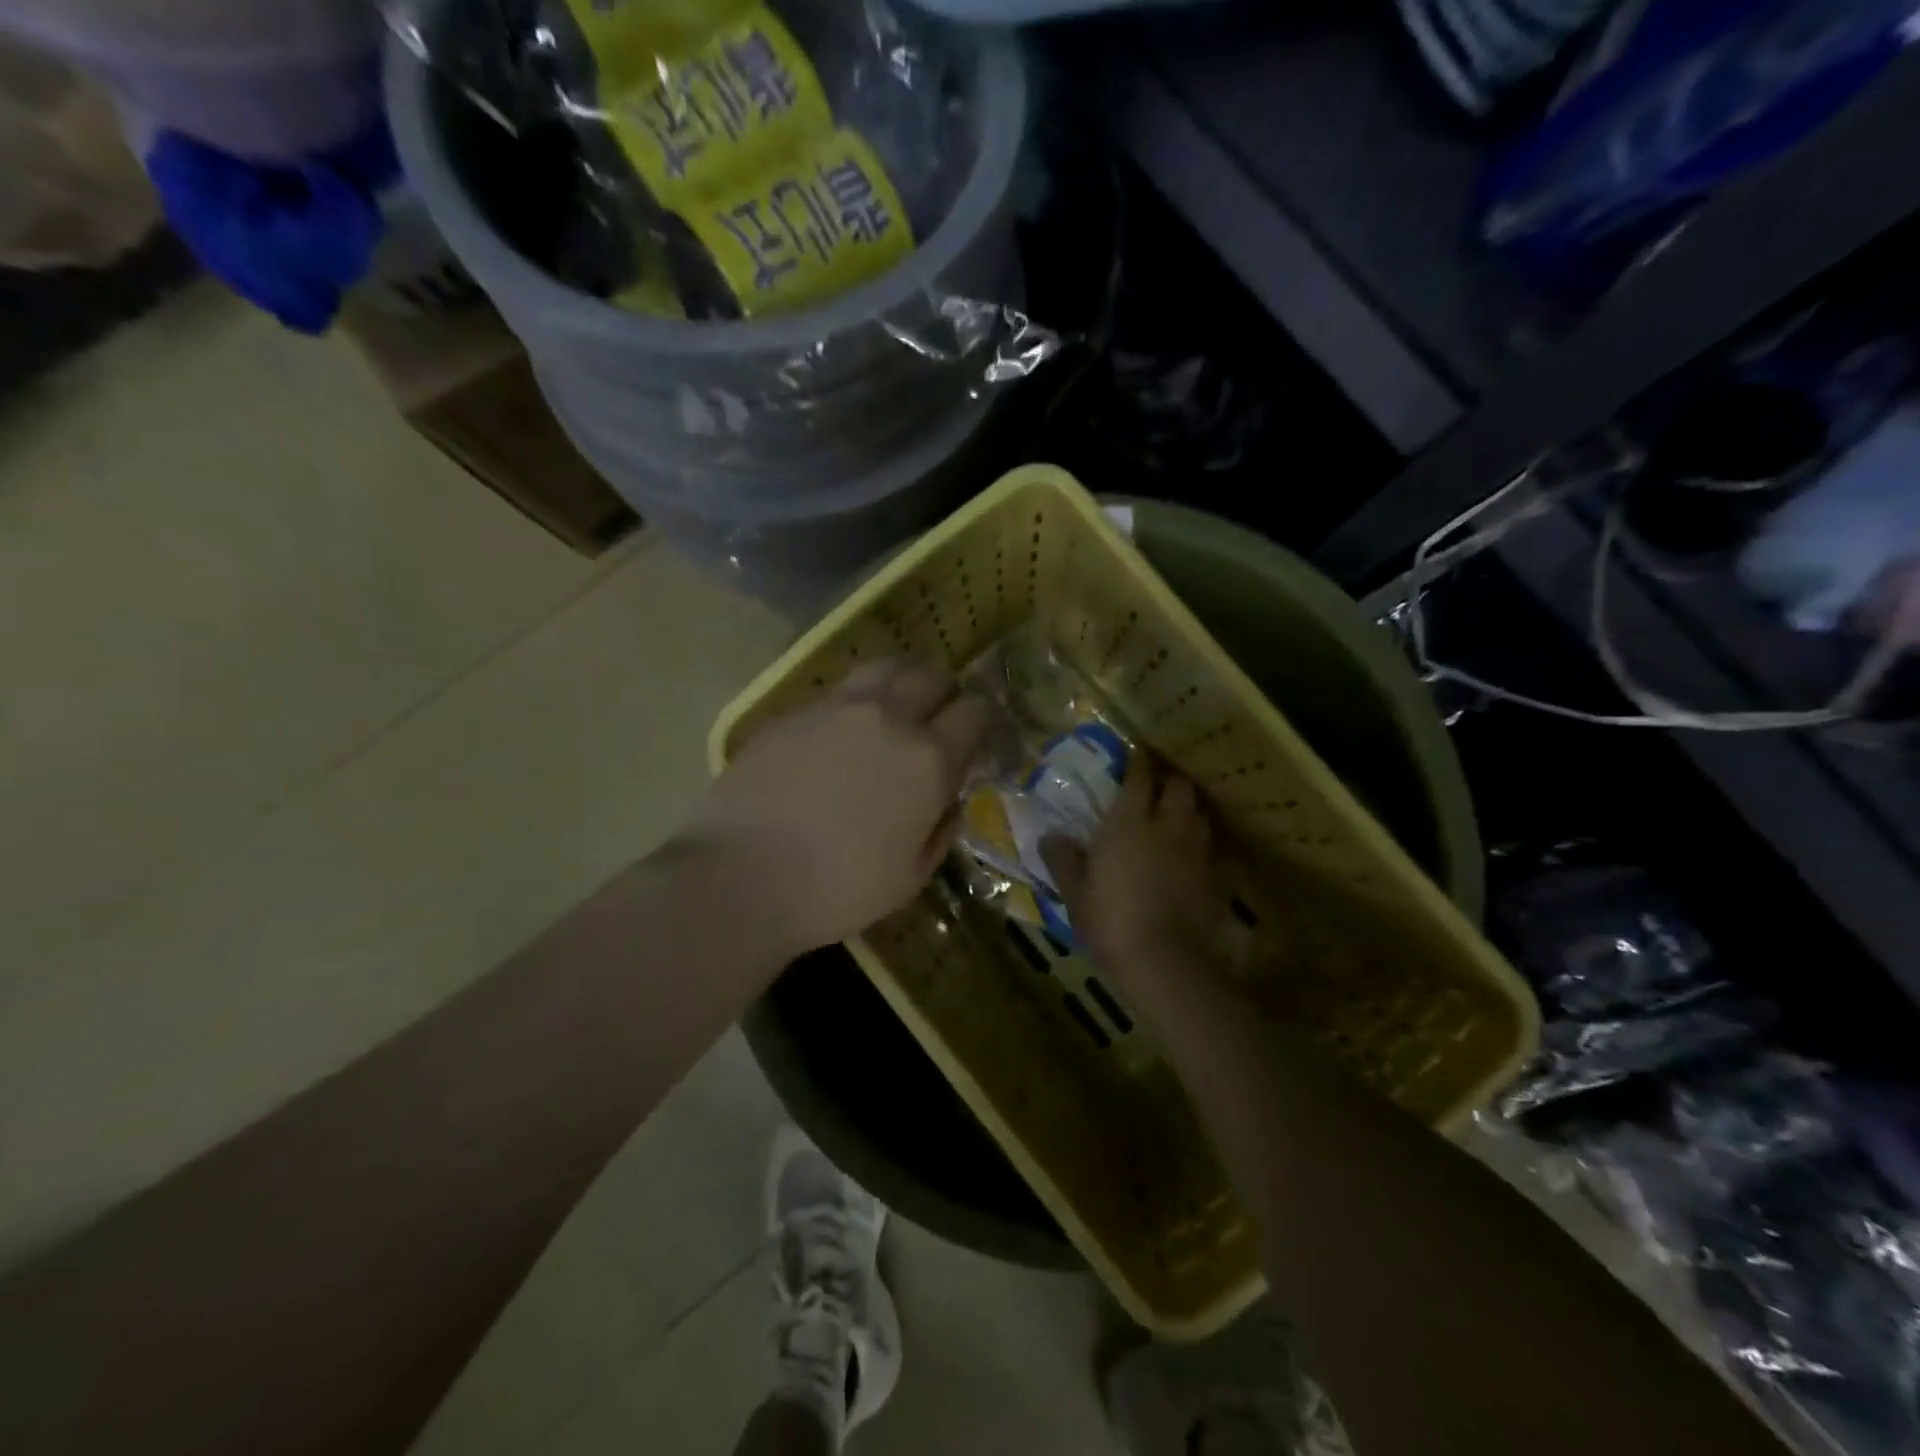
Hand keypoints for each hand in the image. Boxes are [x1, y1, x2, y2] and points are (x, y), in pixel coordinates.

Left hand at [685, 659, 991, 958]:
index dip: (981, 721)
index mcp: (928, 760)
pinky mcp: (793, 711)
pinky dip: (855, 702)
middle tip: (937, 719)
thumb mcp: (911, 877)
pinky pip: (838, 691)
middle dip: (945, 694)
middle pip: (932, 677)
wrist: (740, 877)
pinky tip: (840, 733)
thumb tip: (947, 799)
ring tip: (894, 708)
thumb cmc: (836, 890)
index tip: (974, 738)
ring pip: (885, 668)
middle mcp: (889, 718)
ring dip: (901, 682)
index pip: (974, 712)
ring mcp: (836, 708)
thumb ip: (940, 829)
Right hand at [1043, 758, 1235, 991]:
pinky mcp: (1212, 875)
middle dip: (1168, 780)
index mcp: (1128, 821)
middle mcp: (1166, 825)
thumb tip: (1050, 837)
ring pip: (1198, 813)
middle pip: (1179, 786)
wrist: (1164, 959)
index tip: (1134, 753)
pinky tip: (1187, 854)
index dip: (1138, 761)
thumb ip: (1062, 859)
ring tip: (1173, 816)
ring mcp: (1194, 849)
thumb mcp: (1074, 892)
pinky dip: (1197, 841)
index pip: (1139, 776)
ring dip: (1186, 808)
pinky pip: (1206, 845)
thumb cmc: (1110, 919)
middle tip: (1156, 785)